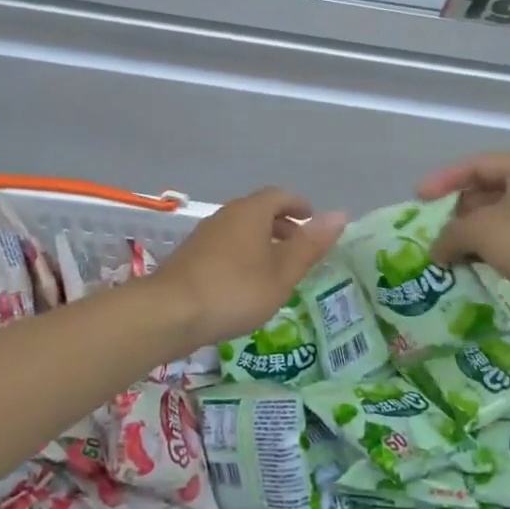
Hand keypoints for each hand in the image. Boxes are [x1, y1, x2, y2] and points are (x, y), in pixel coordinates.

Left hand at [150, 187, 346, 345]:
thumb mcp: (282, 273)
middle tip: (299, 245)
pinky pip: (226, 246)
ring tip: (276, 267)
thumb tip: (340, 214)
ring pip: (240, 229)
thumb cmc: (235, 291)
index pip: (279, 195)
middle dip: (281, 224)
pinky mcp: (190, 257)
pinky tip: (246, 283)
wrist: (169, 312)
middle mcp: (226, 216)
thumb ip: (310, 245)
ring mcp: (204, 235)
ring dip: (261, 241)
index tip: (312, 218)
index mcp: (251, 212)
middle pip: (258, 210)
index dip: (298, 204)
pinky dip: (243, 254)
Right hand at [417, 153, 509, 325]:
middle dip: (457, 213)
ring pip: (499, 222)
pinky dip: (490, 253)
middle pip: (487, 193)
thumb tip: (438, 250)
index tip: (418, 199)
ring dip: (472, 237)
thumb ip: (451, 234)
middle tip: (430, 232)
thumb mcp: (483, 230)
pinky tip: (471, 269)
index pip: (476, 165)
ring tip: (444, 255)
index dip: (444, 180)